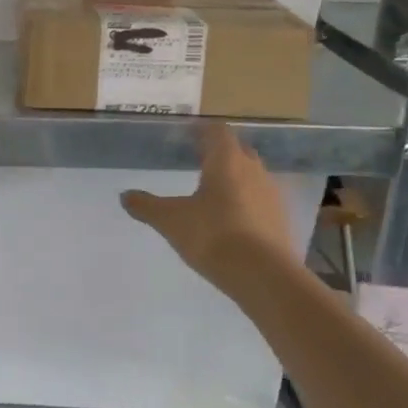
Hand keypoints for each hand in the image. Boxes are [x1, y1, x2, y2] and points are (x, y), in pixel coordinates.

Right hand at [121, 121, 293, 290]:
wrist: (265, 278)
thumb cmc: (213, 236)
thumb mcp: (171, 220)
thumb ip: (147, 206)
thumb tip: (124, 196)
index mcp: (226, 161)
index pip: (217, 131)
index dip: (202, 130)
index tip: (188, 133)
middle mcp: (253, 171)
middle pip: (238, 150)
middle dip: (220, 152)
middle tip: (199, 158)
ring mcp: (272, 196)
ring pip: (252, 176)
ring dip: (236, 178)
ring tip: (215, 191)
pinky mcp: (282, 221)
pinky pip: (261, 201)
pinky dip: (247, 203)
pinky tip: (233, 219)